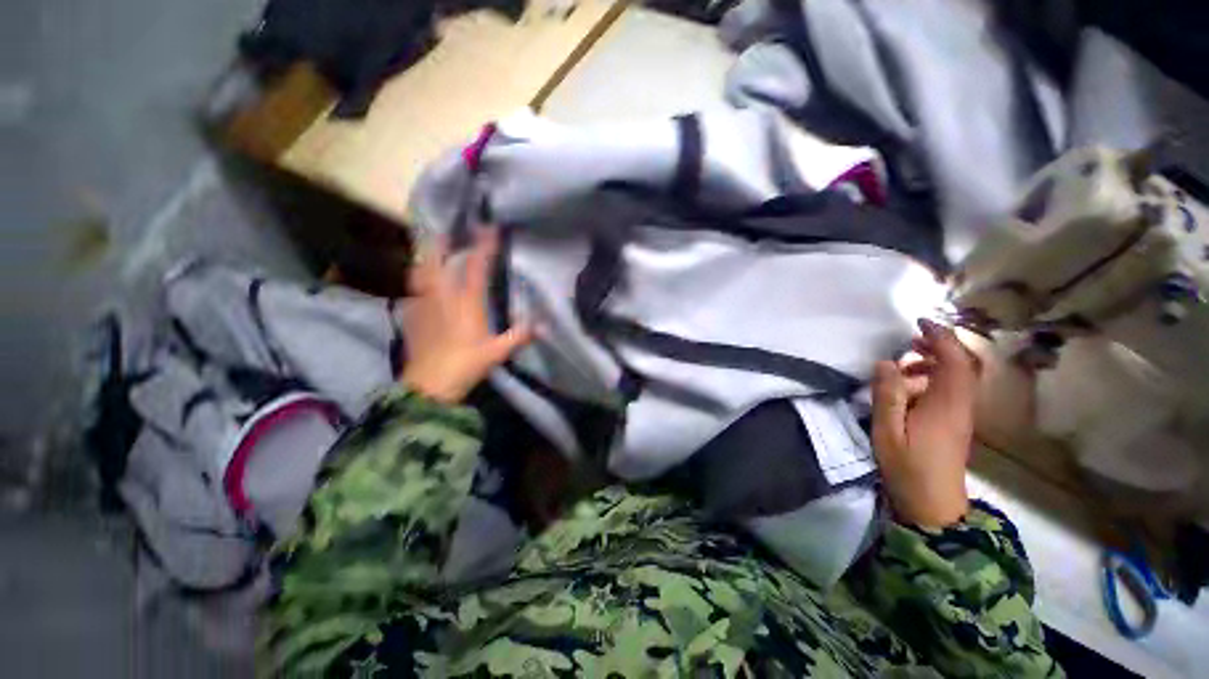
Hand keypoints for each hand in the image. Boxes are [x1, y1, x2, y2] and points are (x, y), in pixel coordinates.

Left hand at [399, 229, 533, 403]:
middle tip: (444, 231)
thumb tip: (543, 325)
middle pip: (435, 260)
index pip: (476, 266)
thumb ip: (520, 335)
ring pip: (419, 272)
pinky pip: (412, 290)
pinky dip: (417, 282)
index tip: (488, 227)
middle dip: (440, 242)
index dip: (484, 245)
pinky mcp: (410, 315)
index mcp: (467, 302)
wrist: (430, 384)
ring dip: (425, 258)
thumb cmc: (467, 364)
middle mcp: (442, 296)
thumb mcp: (499, 351)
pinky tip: (421, 286)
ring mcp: (422, 304)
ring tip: (430, 253)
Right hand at [872, 319, 979, 527]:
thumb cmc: (908, 468)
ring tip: (904, 363)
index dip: (941, 337)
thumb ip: (887, 396)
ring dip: (935, 362)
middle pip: (962, 366)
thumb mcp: (887, 432)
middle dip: (940, 345)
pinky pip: (952, 390)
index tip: (919, 321)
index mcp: (946, 405)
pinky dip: (934, 378)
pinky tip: (910, 386)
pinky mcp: (956, 424)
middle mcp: (960, 406)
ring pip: (958, 377)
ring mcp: (961, 415)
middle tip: (910, 338)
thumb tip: (886, 363)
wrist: (933, 506)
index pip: (954, 361)